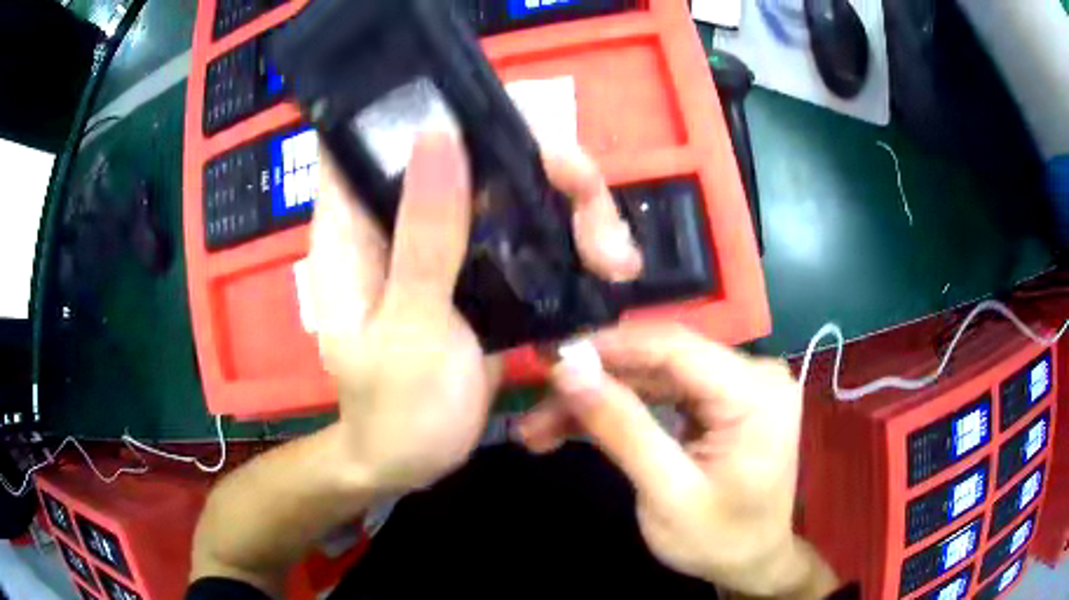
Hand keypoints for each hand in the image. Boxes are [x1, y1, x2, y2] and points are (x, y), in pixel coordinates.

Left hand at [308, 130, 641, 494]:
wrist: (413, 460)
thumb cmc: (395, 410)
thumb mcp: (409, 330)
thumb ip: (423, 236)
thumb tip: (436, 134)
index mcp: (354, 228)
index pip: (373, 136)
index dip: (422, 106)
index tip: (487, 109)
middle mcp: (399, 220)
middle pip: (467, 151)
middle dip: (537, 163)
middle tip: (589, 200)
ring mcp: (444, 242)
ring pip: (509, 188)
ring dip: (570, 206)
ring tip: (614, 256)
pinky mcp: (479, 270)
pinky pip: (527, 231)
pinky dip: (571, 238)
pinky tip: (607, 265)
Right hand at [517, 324, 836, 597]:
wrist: (753, 560)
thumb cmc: (720, 539)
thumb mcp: (667, 495)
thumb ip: (622, 429)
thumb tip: (569, 371)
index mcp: (754, 392)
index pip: (674, 347)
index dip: (608, 347)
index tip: (550, 360)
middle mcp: (751, 374)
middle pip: (658, 361)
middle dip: (594, 385)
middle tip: (535, 410)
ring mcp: (737, 385)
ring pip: (652, 376)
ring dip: (599, 399)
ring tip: (541, 428)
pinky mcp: (720, 401)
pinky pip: (662, 392)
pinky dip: (620, 409)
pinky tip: (577, 425)